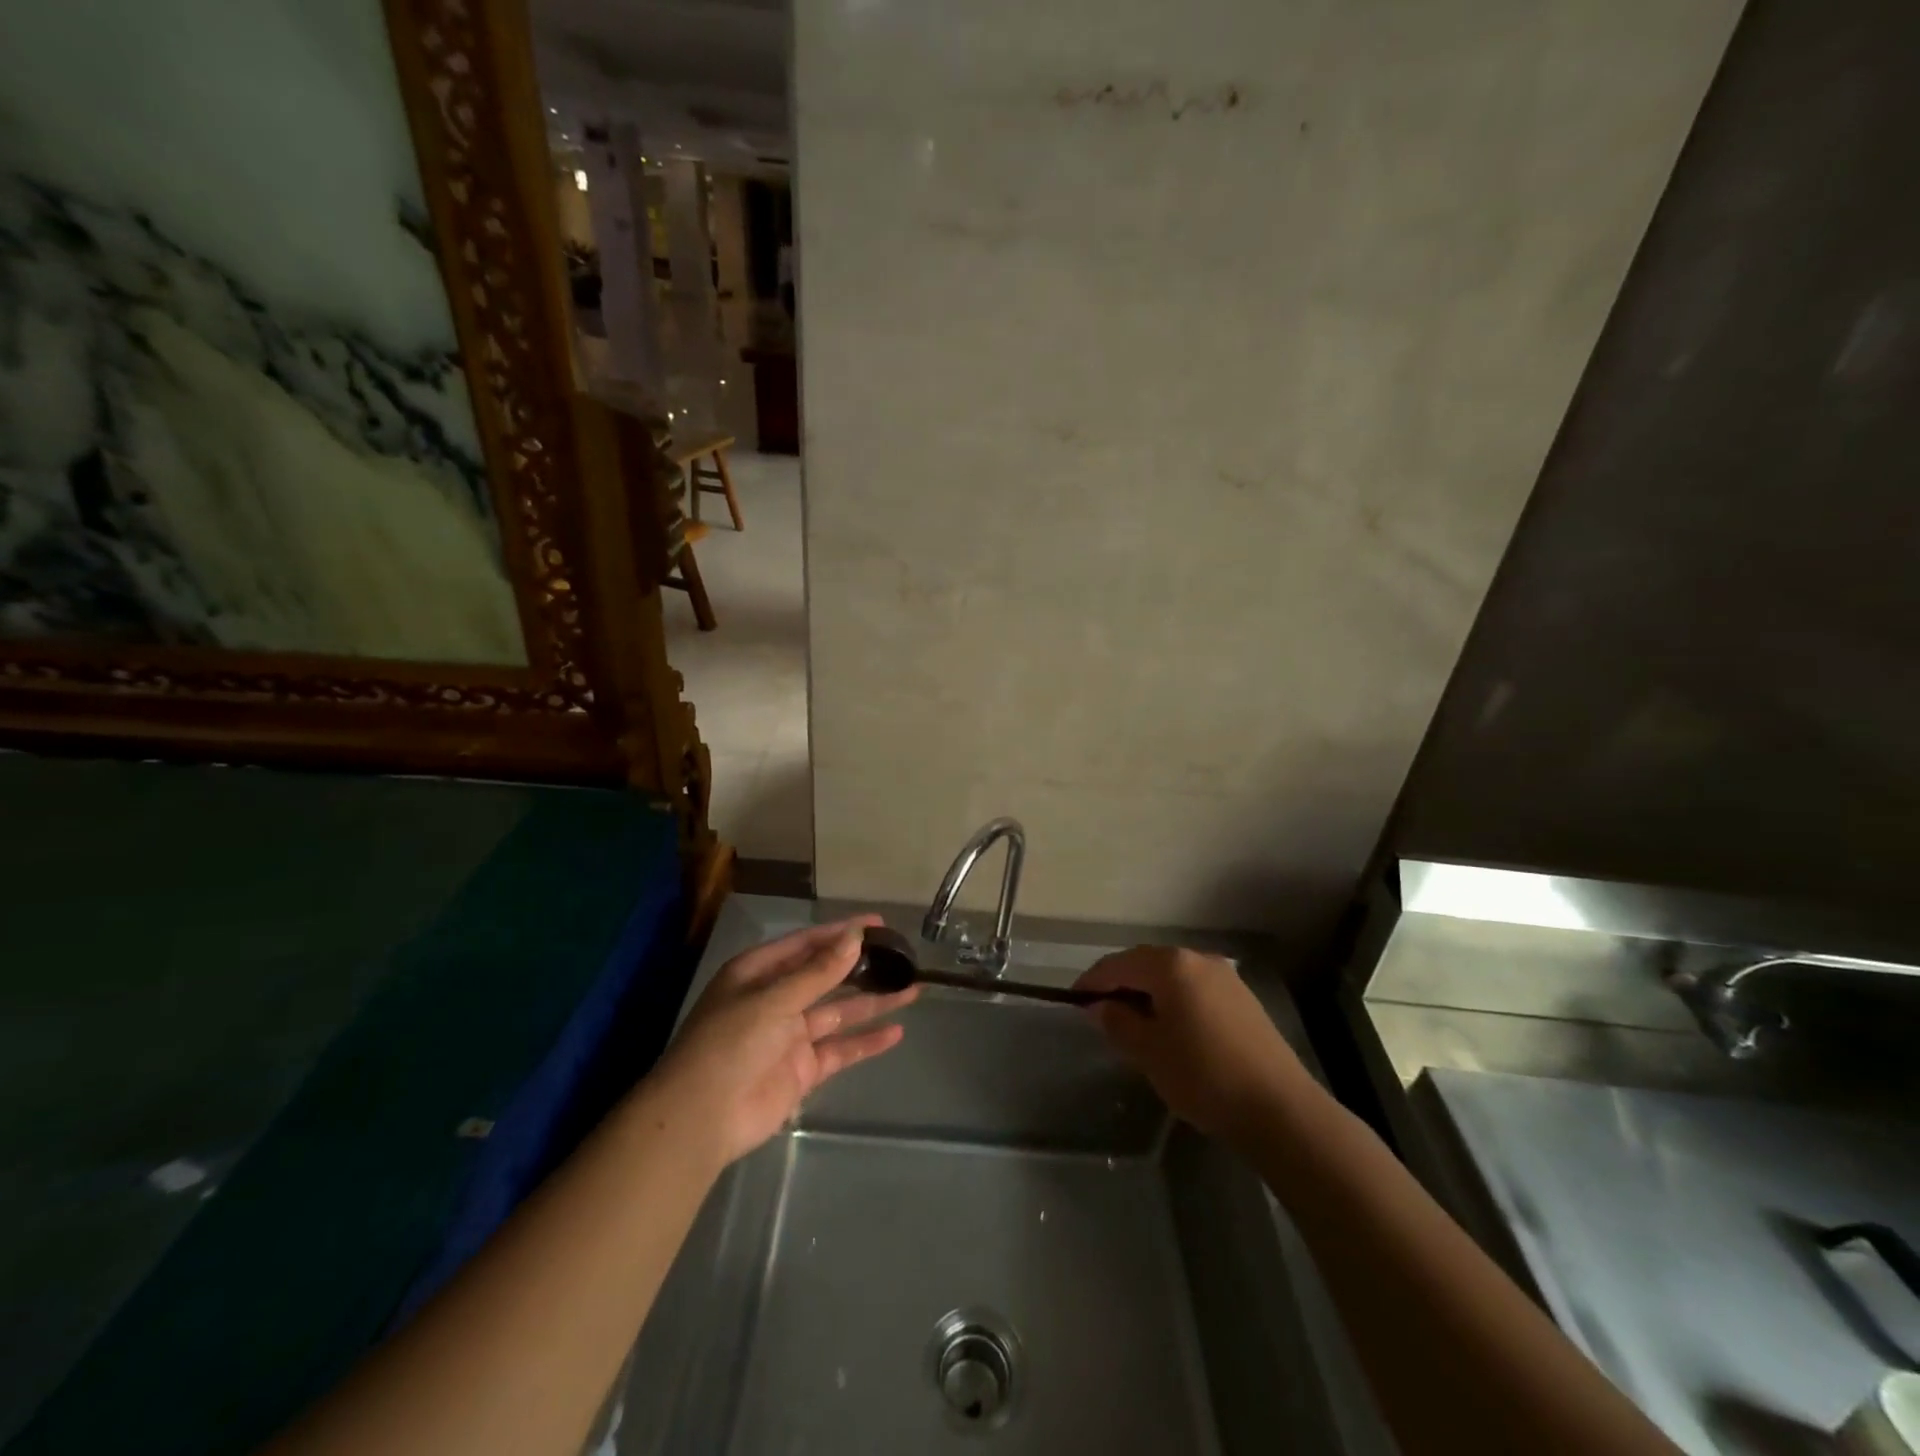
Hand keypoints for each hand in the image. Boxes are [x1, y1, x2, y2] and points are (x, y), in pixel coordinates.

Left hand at [648, 916, 917, 1164]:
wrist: (701, 1118)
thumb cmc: (731, 1043)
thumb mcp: (774, 999)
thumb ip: (819, 972)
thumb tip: (854, 937)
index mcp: (758, 973)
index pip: (807, 944)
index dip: (841, 932)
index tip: (878, 924)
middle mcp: (775, 999)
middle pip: (826, 976)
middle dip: (861, 966)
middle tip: (900, 955)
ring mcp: (790, 1036)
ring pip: (839, 1012)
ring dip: (872, 1001)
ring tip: (911, 989)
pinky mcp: (802, 1070)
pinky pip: (840, 1050)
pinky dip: (866, 1042)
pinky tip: (896, 1033)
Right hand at [1074, 946, 1313, 1145]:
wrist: (1279, 1109)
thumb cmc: (1202, 1075)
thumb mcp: (1148, 1052)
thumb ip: (1117, 1022)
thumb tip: (1100, 1005)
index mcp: (1171, 965)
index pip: (1119, 964)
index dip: (1093, 981)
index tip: (1074, 999)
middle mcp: (1198, 959)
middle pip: (1147, 964)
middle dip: (1121, 984)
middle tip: (1100, 1011)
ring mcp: (1225, 977)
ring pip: (1173, 976)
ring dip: (1149, 993)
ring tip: (1133, 1023)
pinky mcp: (1243, 1000)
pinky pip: (1195, 990)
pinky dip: (1175, 1001)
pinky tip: (1171, 1030)